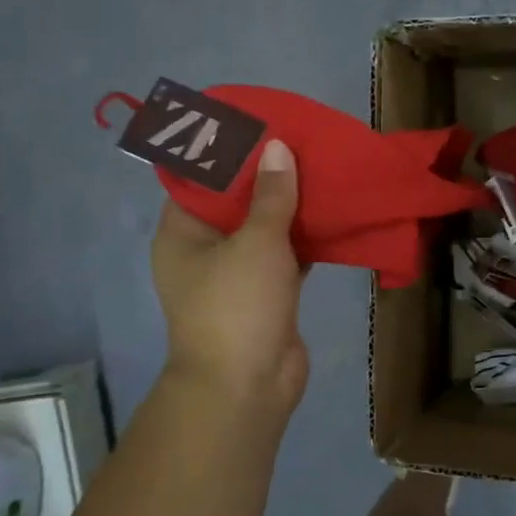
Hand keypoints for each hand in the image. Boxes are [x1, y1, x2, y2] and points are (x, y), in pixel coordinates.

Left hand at [152, 140, 308, 415]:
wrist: (249, 386)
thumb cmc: (238, 306)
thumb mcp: (256, 242)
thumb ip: (271, 194)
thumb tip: (278, 148)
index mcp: (183, 233)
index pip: (200, 180)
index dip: (229, 153)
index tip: (261, 128)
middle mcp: (205, 250)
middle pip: (236, 203)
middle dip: (268, 177)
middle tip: (300, 143)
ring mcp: (237, 275)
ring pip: (265, 229)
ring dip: (291, 207)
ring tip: (322, 168)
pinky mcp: (268, 294)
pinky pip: (286, 255)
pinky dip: (306, 238)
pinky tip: (333, 211)